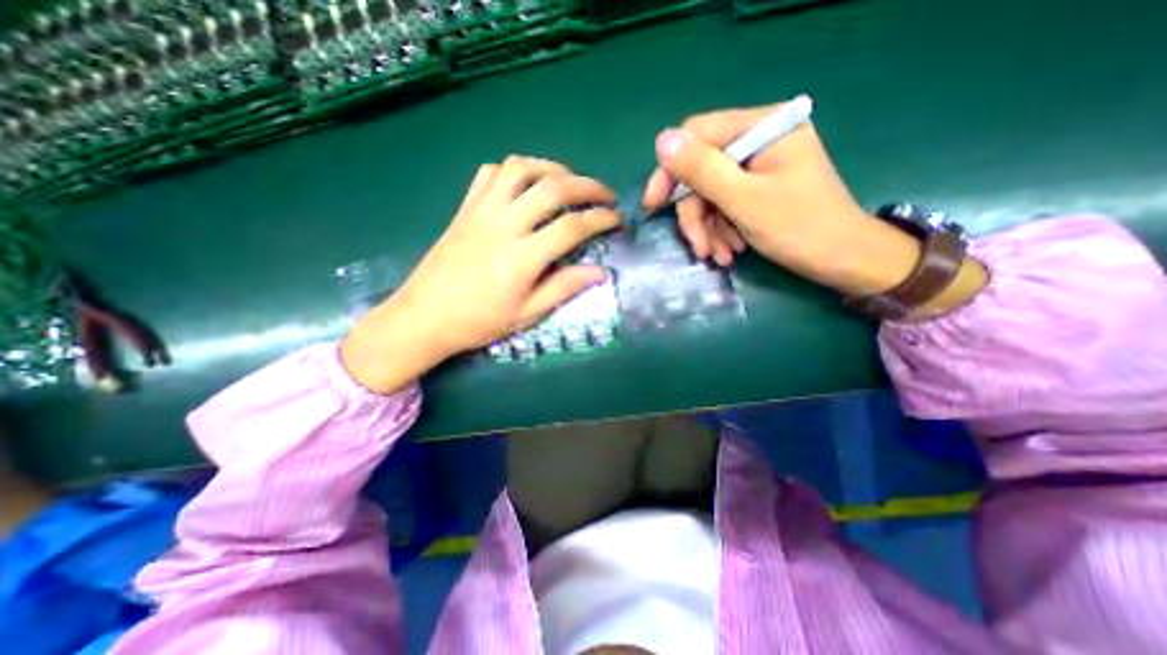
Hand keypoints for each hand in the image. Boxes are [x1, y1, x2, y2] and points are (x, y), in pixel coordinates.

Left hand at [342, 156, 617, 393]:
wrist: (424, 317)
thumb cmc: (478, 322)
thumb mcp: (526, 315)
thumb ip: (564, 288)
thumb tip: (600, 273)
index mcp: (521, 258)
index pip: (572, 227)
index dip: (601, 219)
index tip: (617, 219)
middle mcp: (503, 225)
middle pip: (552, 188)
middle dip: (587, 185)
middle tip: (605, 194)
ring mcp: (481, 211)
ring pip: (520, 169)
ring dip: (552, 168)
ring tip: (569, 181)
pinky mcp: (465, 208)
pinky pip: (490, 173)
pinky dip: (515, 170)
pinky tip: (526, 184)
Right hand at [643, 101, 935, 295]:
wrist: (843, 260)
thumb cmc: (799, 228)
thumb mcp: (744, 200)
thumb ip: (703, 170)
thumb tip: (661, 141)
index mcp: (763, 126)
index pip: (698, 136)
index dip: (670, 171)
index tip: (654, 205)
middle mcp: (759, 138)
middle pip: (702, 170)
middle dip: (696, 214)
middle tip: (699, 247)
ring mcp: (758, 164)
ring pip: (710, 193)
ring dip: (708, 228)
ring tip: (719, 256)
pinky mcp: (758, 187)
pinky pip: (724, 204)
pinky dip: (721, 229)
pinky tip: (729, 251)